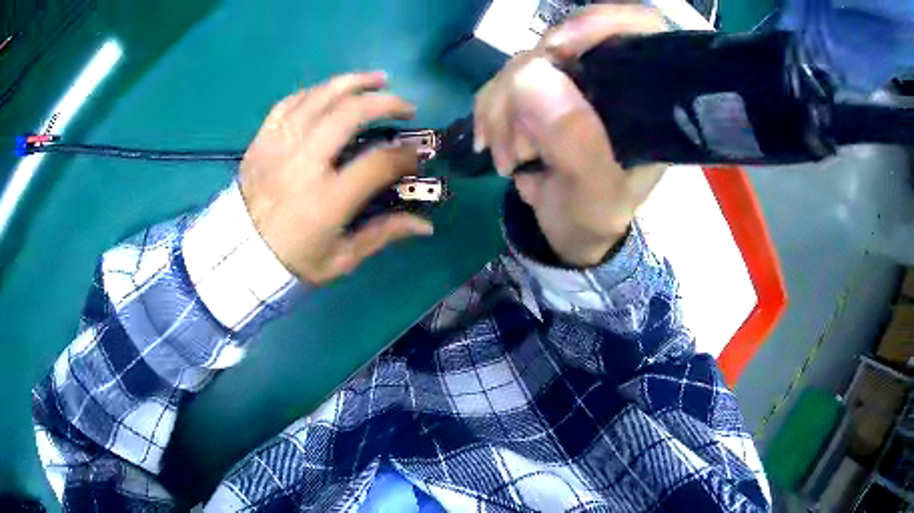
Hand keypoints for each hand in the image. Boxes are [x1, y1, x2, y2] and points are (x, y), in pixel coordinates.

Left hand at [239, 72, 432, 284]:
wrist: (238, 255)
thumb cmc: (292, 261)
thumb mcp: (340, 259)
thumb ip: (383, 235)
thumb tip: (426, 225)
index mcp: (326, 199)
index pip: (378, 162)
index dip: (406, 154)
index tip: (418, 154)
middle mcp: (303, 163)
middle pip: (350, 113)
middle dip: (386, 102)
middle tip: (405, 106)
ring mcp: (279, 146)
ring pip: (320, 96)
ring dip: (354, 82)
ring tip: (378, 79)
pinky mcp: (262, 140)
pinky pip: (289, 102)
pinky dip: (314, 92)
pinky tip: (331, 91)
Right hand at [474, 5, 667, 266]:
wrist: (568, 229)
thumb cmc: (595, 216)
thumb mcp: (596, 195)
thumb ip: (576, 144)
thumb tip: (531, 74)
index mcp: (646, 100)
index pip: (639, 29)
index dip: (600, 22)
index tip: (556, 47)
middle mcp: (611, 80)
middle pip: (566, 41)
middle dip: (528, 84)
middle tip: (517, 141)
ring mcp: (572, 82)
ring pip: (525, 61)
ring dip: (502, 108)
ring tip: (508, 158)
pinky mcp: (540, 90)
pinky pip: (502, 80)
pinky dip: (489, 112)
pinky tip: (493, 145)